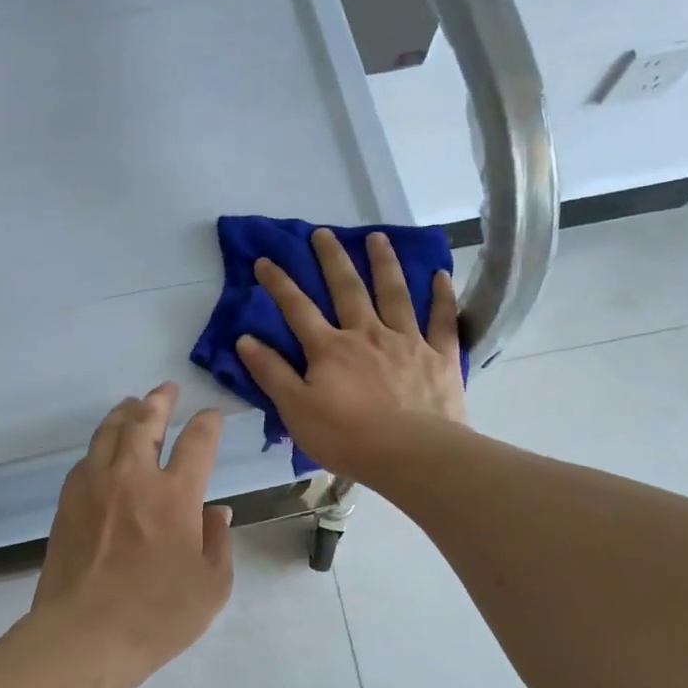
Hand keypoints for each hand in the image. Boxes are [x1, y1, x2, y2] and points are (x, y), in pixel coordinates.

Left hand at [30, 384, 234, 687]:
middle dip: (159, 400)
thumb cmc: (157, 616)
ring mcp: (94, 486)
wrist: (83, 636)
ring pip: (109, 433)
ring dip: (125, 413)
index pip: (197, 442)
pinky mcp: (68, 502)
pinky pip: (87, 459)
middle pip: (144, 422)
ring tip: (133, 405)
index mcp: (175, 495)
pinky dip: (101, 445)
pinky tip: (105, 450)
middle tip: (166, 390)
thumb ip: (218, 542)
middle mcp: (133, 478)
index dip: (208, 423)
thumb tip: (216, 511)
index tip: (212, 417)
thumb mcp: (211, 586)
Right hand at [237, 229, 466, 474]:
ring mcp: (407, 341)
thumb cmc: (347, 438)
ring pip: (394, 293)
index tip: (265, 260)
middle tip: (323, 232)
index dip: (279, 284)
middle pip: (347, 289)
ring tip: (377, 237)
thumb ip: (271, 373)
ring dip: (384, 263)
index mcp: (330, 349)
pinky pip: (442, 320)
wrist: (412, 454)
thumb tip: (245, 339)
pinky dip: (441, 296)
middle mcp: (367, 334)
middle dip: (332, 259)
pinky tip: (440, 274)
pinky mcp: (439, 356)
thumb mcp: (296, 410)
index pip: (297, 309)